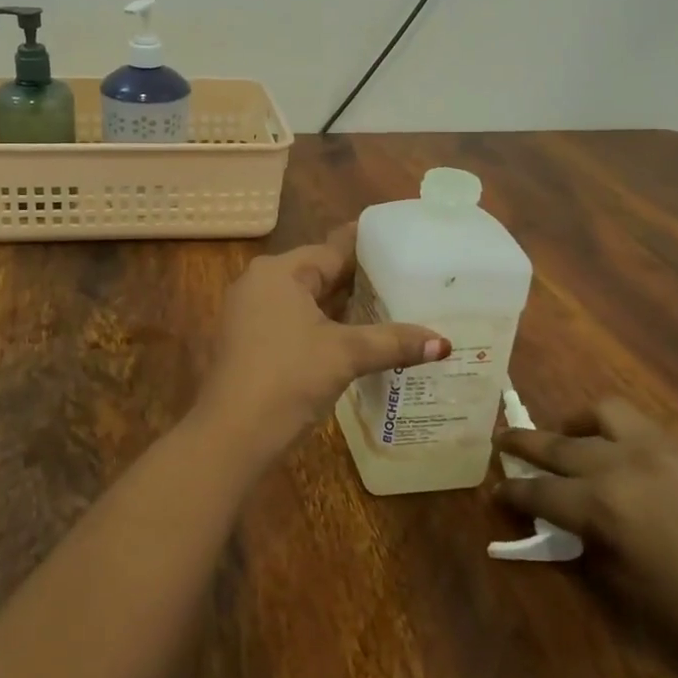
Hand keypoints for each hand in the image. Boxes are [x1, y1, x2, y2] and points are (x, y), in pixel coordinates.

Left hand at [194, 224, 446, 463]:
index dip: (368, 250)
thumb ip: (393, 341)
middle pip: (318, 274)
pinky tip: (353, 337)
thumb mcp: (346, 354)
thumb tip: (444, 342)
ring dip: (341, 306)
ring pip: (306, 300)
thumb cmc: (288, 378)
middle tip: (404, 279)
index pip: (332, 251)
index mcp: (279, 272)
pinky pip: (294, 321)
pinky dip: (323, 325)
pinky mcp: (250, 341)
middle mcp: (260, 283)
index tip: (401, 244)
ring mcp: (250, 313)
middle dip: (357, 280)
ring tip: (388, 306)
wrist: (232, 433)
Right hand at [496, 399, 677, 677]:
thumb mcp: (630, 597)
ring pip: (600, 414)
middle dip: (523, 444)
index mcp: (603, 507)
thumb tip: (560, 527)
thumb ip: (586, 550)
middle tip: (502, 444)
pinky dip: (612, 431)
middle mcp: (622, 467)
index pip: (539, 492)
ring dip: (574, 424)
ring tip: (568, 440)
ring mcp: (658, 454)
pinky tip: (616, 455)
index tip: (494, 493)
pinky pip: (636, 427)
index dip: (512, 494)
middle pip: (557, 444)